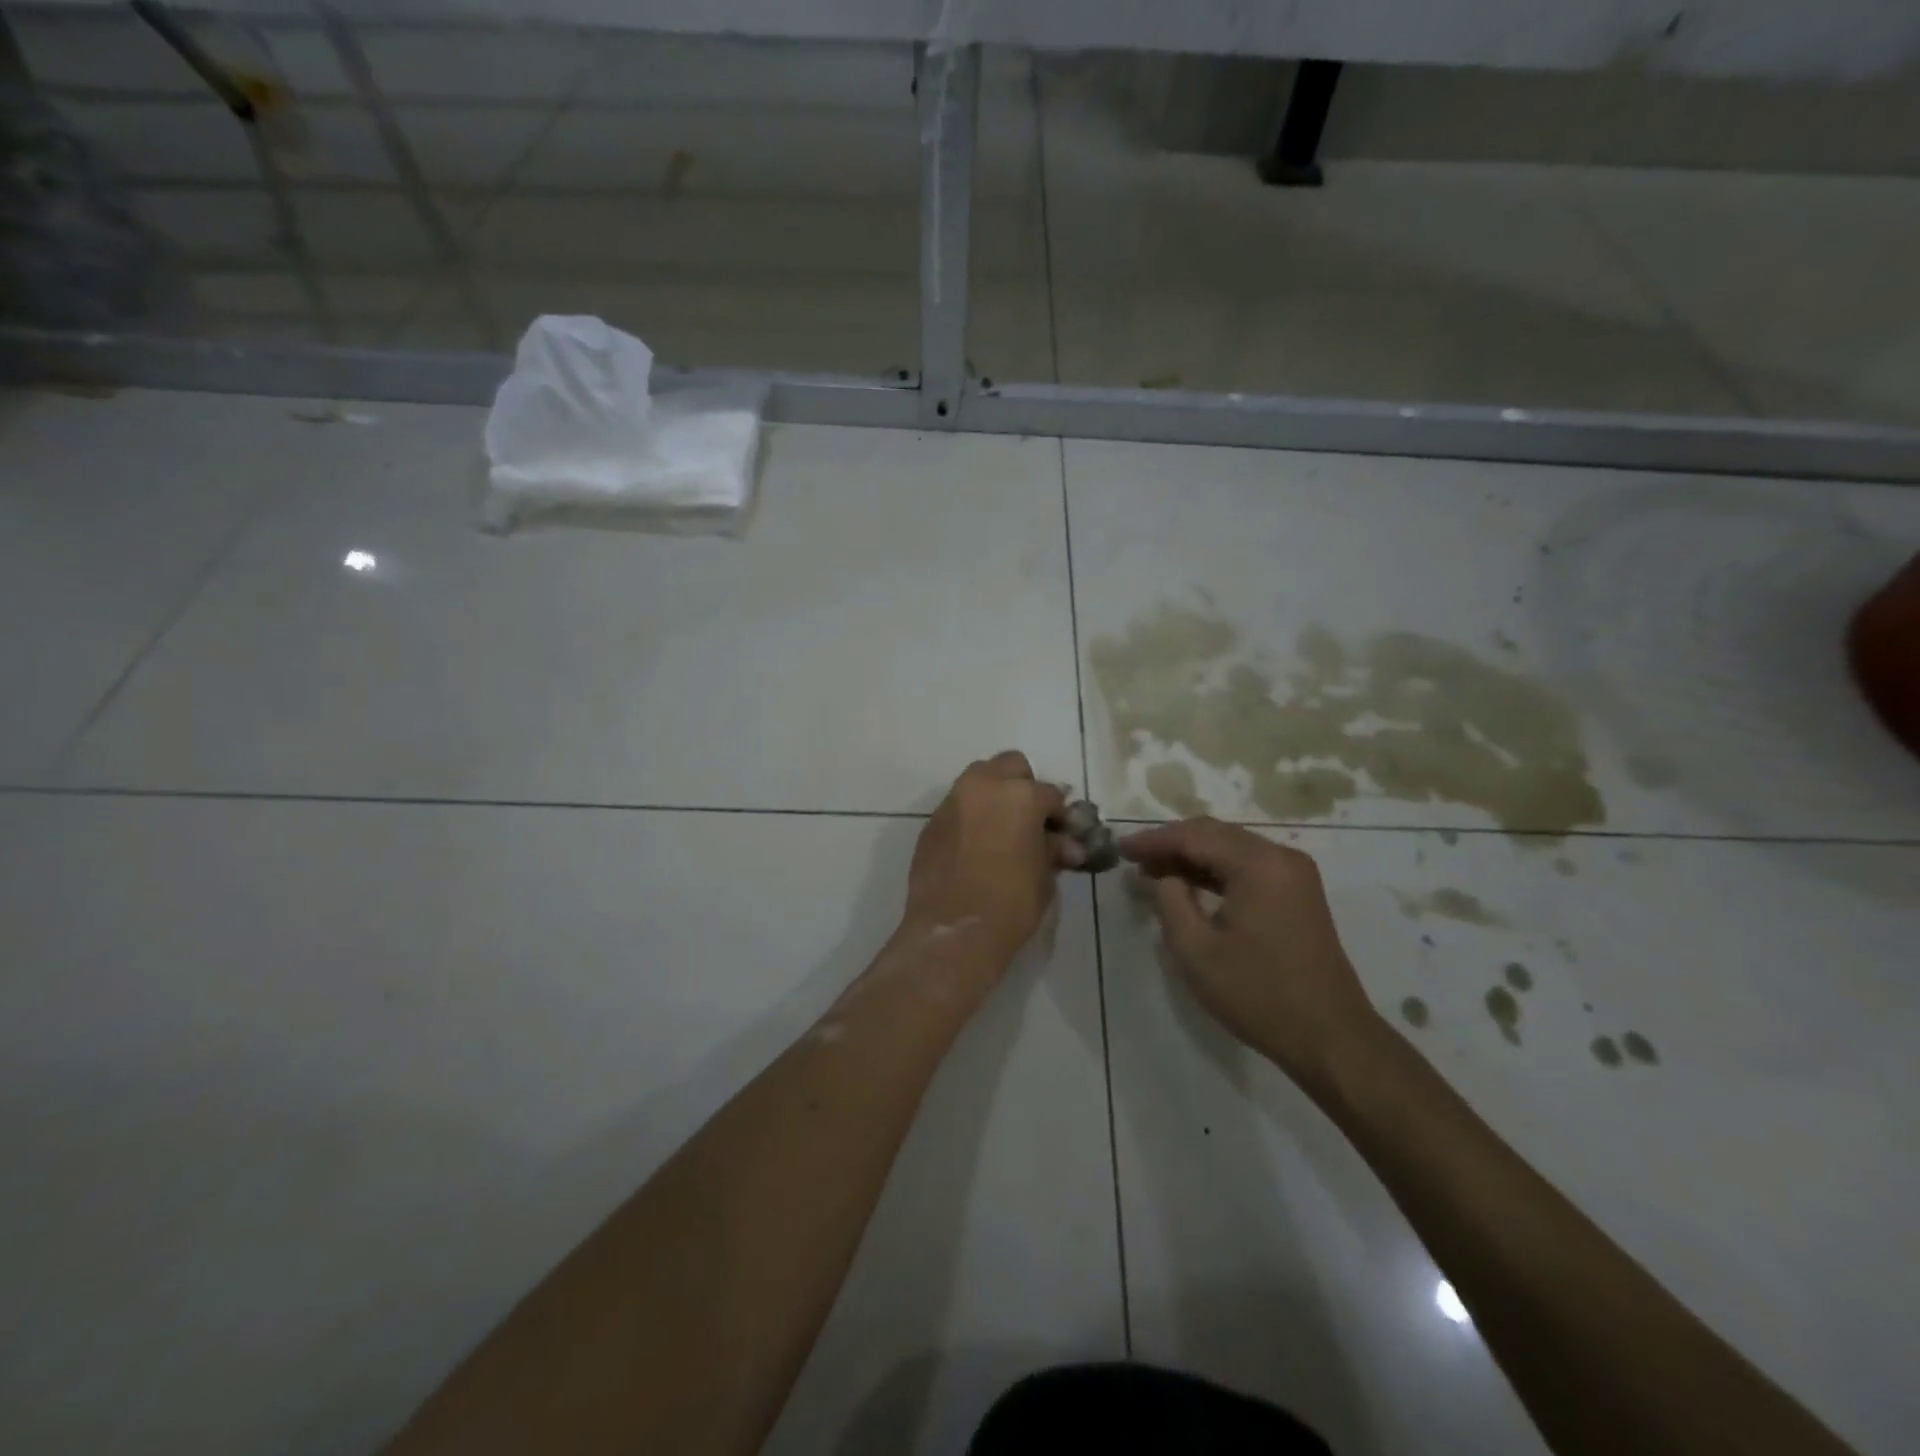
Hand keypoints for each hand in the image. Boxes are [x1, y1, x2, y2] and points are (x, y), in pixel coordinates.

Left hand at [903, 752, 1074, 965]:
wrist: (954, 930)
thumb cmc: (1011, 903)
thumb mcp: (1043, 875)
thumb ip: (1053, 850)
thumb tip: (1067, 845)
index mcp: (1020, 795)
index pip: (1050, 794)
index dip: (1059, 815)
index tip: (1062, 834)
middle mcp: (984, 786)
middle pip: (1010, 766)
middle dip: (1023, 786)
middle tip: (1030, 819)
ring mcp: (953, 801)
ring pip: (978, 780)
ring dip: (994, 795)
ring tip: (1003, 829)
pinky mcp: (932, 822)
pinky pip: (958, 807)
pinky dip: (971, 816)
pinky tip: (977, 845)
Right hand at [1121, 818, 1382, 1093]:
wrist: (1330, 1037)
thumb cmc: (1258, 994)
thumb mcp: (1196, 949)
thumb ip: (1170, 900)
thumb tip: (1166, 875)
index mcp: (1259, 864)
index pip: (1195, 836)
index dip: (1154, 840)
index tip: (1121, 848)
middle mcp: (1281, 857)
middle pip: (1215, 834)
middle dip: (1172, 843)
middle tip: (1134, 858)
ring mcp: (1294, 874)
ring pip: (1232, 848)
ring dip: (1193, 857)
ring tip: (1154, 870)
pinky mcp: (1298, 893)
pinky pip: (1248, 867)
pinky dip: (1216, 871)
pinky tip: (1189, 884)